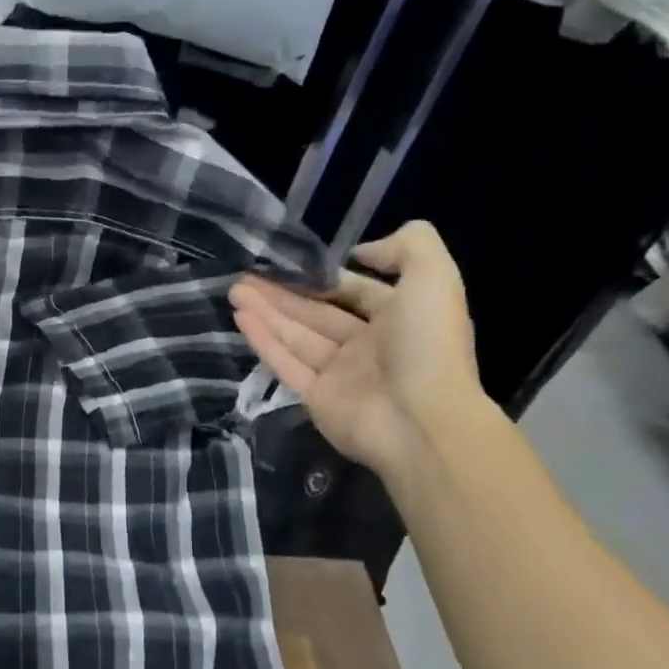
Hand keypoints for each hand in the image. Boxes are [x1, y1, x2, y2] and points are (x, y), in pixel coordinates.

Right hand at [230, 221, 486, 481]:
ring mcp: (339, 374)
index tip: (288, 261)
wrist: (421, 421)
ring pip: (295, 336)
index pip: (353, 290)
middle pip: (316, 313)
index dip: (322, 275)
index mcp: (398, 317)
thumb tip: (362, 251)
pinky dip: (263, 341)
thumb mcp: (434, 278)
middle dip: (281, 293)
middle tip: (245, 276)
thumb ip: (409, 246)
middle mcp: (367, 345)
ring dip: (265, 312)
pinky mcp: (315, 398)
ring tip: (234, 290)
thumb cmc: (427, 345)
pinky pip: (285, 364)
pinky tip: (240, 318)